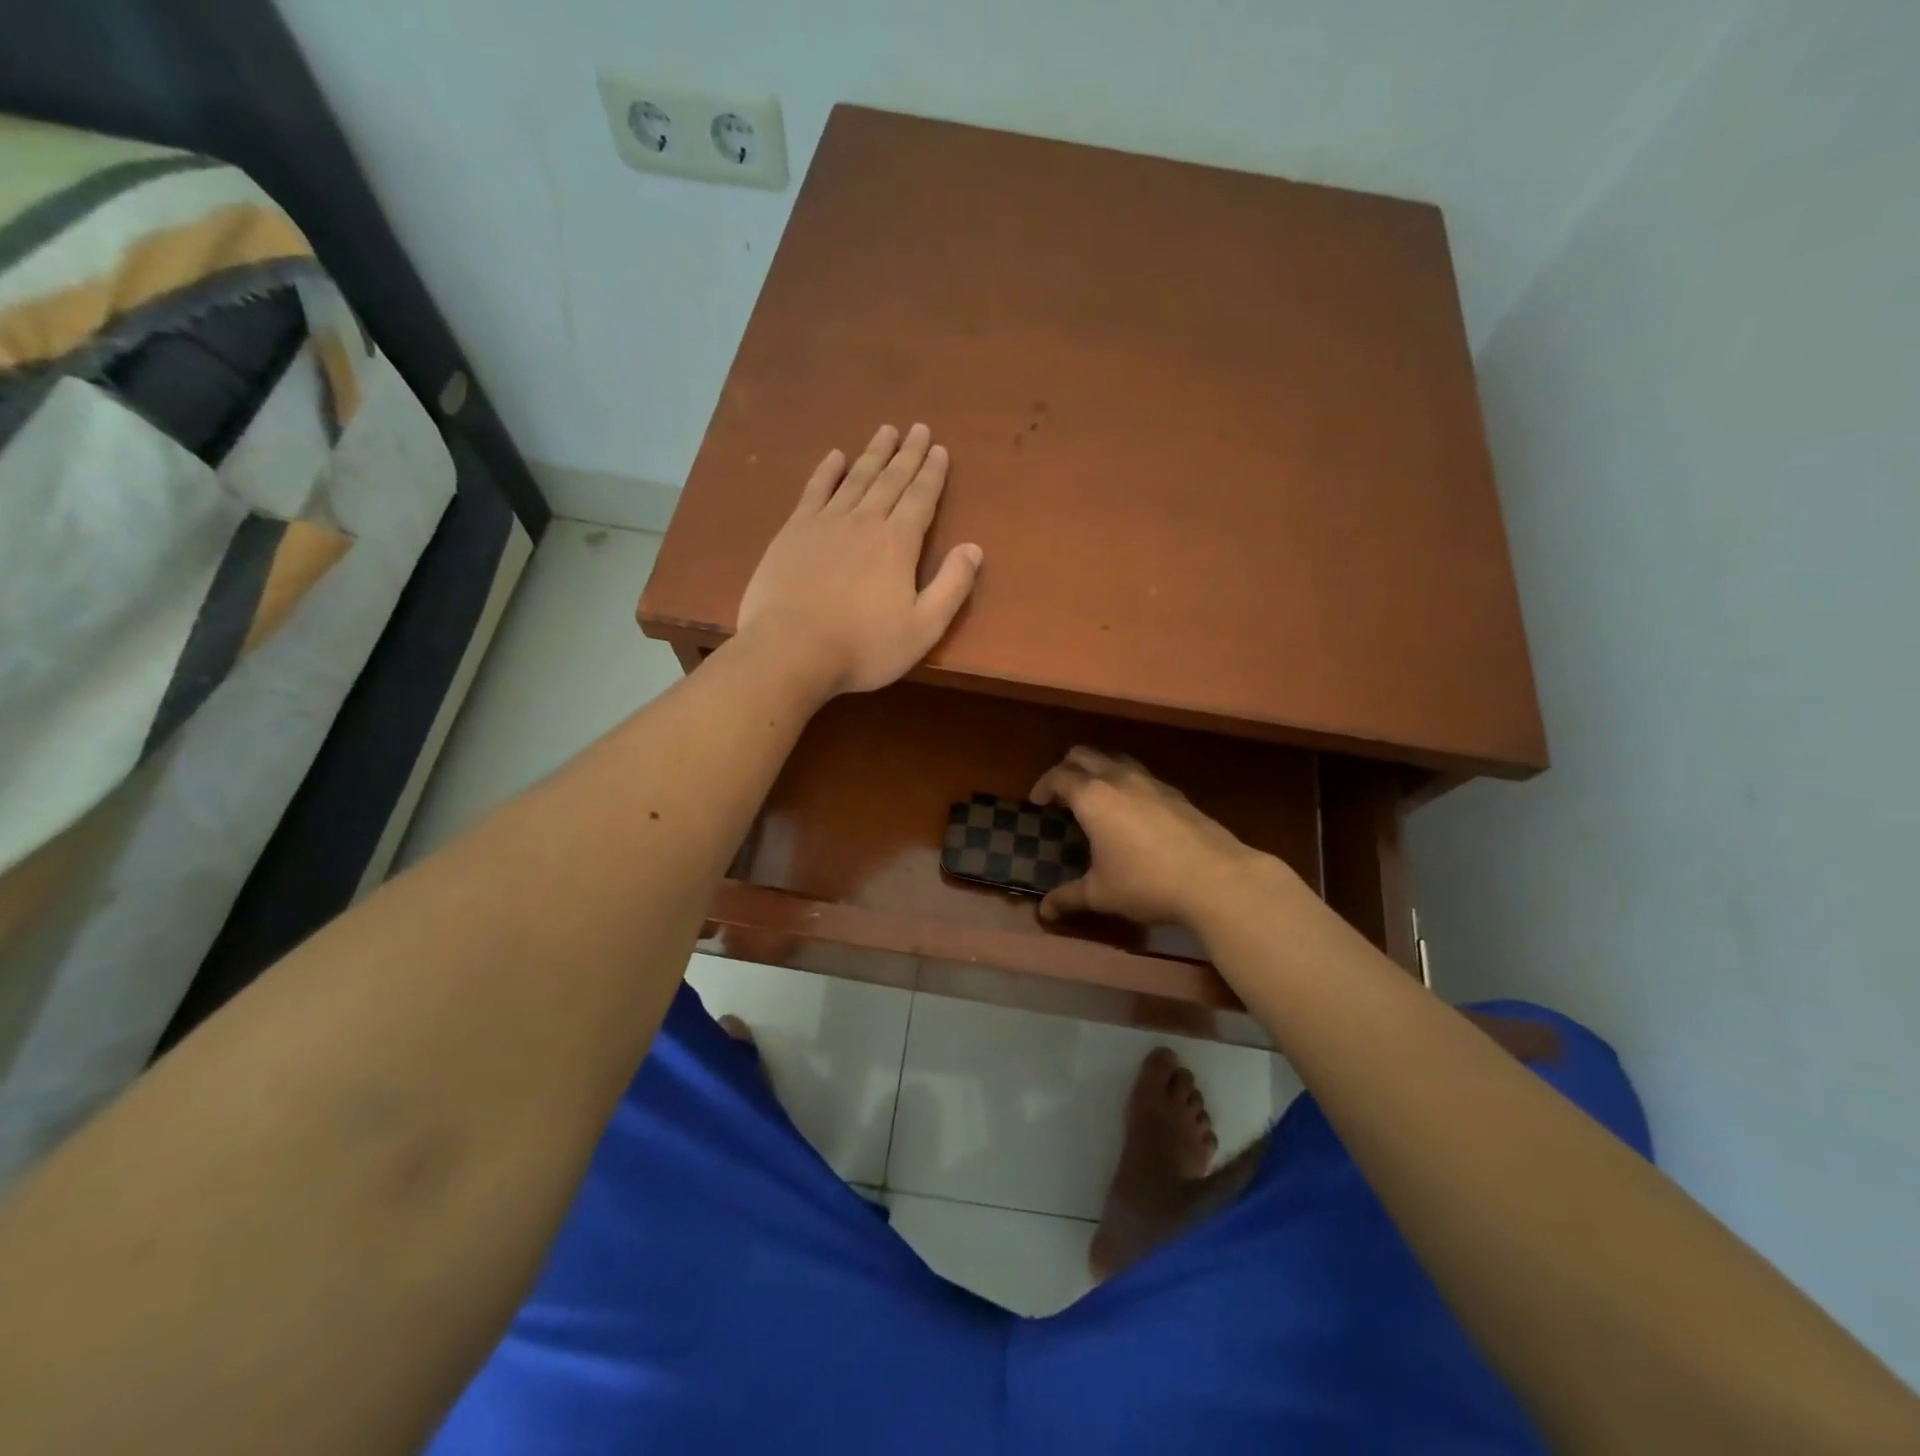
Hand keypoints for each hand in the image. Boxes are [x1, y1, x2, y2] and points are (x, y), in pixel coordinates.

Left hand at [737, 423, 982, 698]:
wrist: (790, 650)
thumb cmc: (863, 647)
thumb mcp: (922, 628)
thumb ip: (951, 587)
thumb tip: (974, 548)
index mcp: (898, 544)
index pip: (921, 498)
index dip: (932, 474)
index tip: (940, 450)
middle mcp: (864, 522)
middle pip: (891, 480)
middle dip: (908, 454)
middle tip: (919, 428)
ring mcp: (825, 523)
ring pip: (856, 478)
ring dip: (874, 454)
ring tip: (886, 431)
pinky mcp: (793, 532)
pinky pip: (815, 490)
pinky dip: (827, 471)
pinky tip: (835, 456)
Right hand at [1030, 747, 1280, 927]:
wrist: (1215, 879)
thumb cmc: (1146, 882)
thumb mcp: (1101, 894)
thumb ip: (1069, 898)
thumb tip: (1043, 911)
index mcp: (1093, 797)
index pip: (1059, 776)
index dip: (1043, 786)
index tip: (1038, 803)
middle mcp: (1119, 779)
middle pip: (1085, 755)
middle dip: (1068, 768)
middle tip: (1062, 793)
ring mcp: (1151, 782)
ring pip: (1116, 759)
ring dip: (1099, 769)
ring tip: (1096, 796)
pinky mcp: (1176, 793)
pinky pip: (1141, 775)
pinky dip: (1126, 782)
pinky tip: (1132, 811)